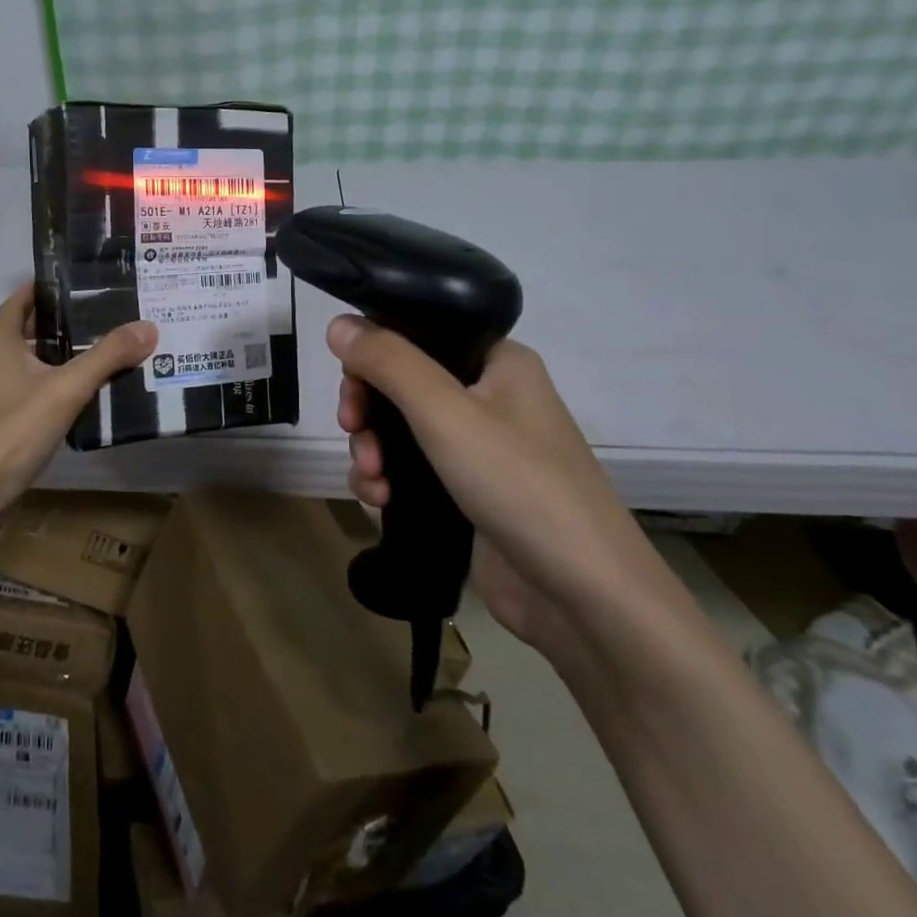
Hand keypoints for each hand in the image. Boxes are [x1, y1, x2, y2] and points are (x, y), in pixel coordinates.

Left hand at [0, 284, 156, 514]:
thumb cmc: (15, 429)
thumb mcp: (66, 388)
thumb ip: (107, 356)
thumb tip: (148, 327)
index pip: (19, 301)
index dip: (44, 288)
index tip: (77, 280)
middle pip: (26, 330)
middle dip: (60, 321)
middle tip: (102, 314)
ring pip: (30, 362)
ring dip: (59, 354)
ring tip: (102, 348)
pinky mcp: (2, 421)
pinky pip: (31, 389)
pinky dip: (55, 383)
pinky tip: (84, 392)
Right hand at [328, 317, 682, 665]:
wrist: (579, 594)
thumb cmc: (518, 483)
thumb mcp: (445, 413)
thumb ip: (388, 362)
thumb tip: (337, 322)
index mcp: (497, 362)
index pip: (419, 336)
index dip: (375, 355)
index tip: (352, 387)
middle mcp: (489, 397)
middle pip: (401, 385)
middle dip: (368, 411)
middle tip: (352, 431)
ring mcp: (478, 449)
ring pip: (399, 431)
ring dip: (372, 450)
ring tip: (372, 479)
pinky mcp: (465, 493)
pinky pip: (410, 471)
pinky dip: (387, 481)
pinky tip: (380, 502)